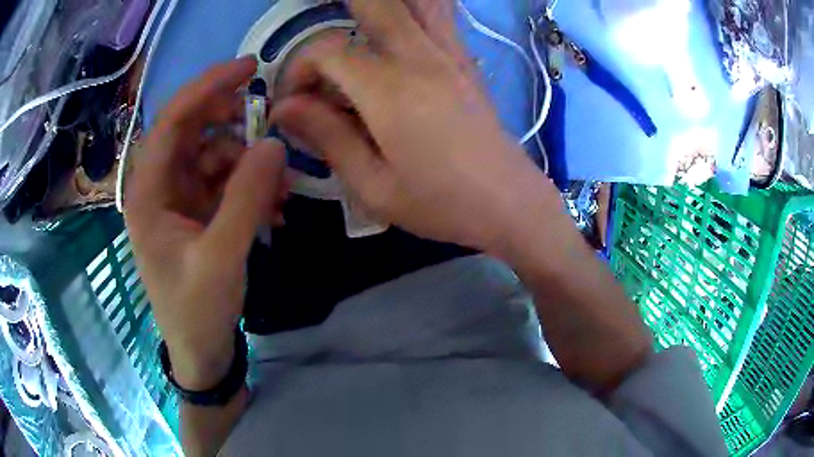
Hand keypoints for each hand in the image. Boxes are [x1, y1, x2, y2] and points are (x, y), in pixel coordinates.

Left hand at [124, 58, 287, 388]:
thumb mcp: (223, 256)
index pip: (173, 120)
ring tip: (279, 193)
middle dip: (234, 127)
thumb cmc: (198, 309)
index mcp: (148, 192)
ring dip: (249, 164)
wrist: (201, 349)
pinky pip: (225, 180)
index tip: (249, 68)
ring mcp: (179, 197)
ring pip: (214, 154)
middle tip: (269, 131)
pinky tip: (273, 209)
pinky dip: (250, 186)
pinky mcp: (197, 210)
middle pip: (194, 130)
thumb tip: (274, 144)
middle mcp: (159, 186)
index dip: (208, 87)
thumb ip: (246, 197)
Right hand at [272, 0, 556, 251]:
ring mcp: (449, 52)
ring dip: (383, 5)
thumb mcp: (373, 186)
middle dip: (338, 8)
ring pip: (418, 1)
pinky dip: (419, 8)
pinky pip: (442, 13)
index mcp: (388, 89)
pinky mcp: (465, 59)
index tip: (295, 105)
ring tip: (358, 23)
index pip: (325, 51)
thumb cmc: (442, 203)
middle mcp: (419, 56)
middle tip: (322, 42)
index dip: (298, 70)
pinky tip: (399, 27)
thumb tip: (285, 108)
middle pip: (375, 2)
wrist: (510, 202)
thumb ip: (327, 137)